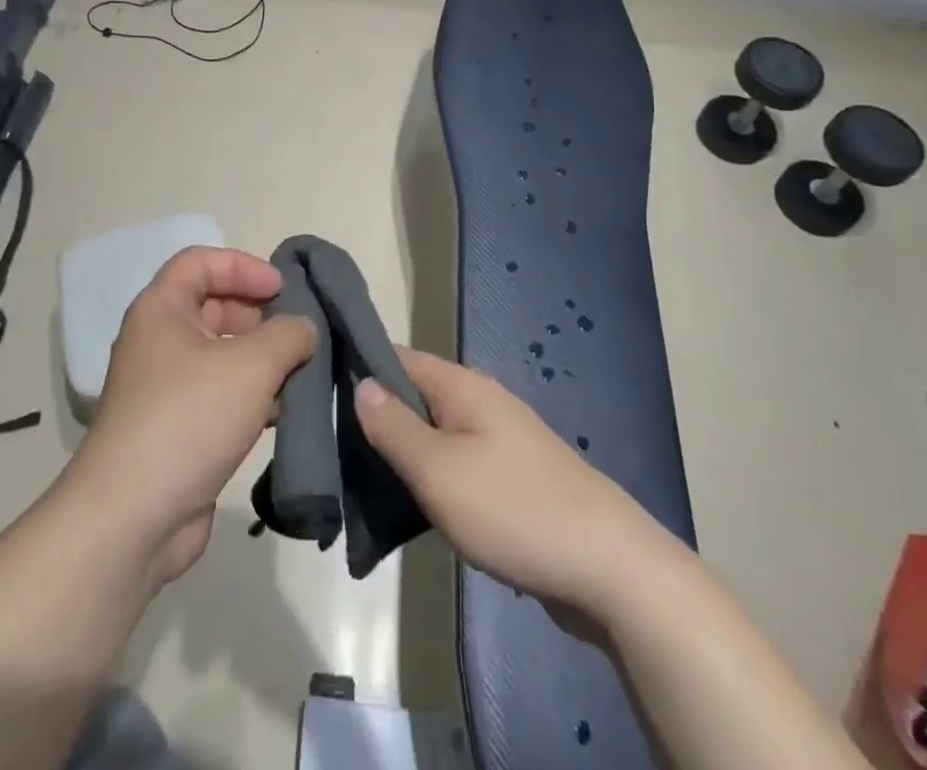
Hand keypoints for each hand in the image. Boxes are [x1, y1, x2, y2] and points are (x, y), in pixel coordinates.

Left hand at [68, 247, 316, 590]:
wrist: (132, 517)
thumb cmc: (189, 417)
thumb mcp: (251, 365)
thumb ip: (288, 335)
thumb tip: (304, 329)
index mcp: (162, 309)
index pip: (201, 261)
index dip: (244, 266)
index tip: (282, 289)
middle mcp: (158, 341)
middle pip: (214, 306)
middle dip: (259, 315)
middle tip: (298, 334)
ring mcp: (165, 387)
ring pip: (221, 354)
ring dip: (261, 359)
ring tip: (300, 374)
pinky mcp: (176, 428)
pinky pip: (219, 394)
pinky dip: (251, 396)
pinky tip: (282, 413)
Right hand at [355, 348, 658, 616]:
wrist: (610, 568)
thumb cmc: (514, 509)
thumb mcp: (439, 469)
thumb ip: (395, 426)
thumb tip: (361, 381)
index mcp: (463, 386)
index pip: (398, 357)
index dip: (358, 364)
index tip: (316, 384)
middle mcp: (481, 403)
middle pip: (415, 395)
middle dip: (375, 415)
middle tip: (329, 444)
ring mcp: (500, 441)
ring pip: (435, 433)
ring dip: (401, 451)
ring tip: (357, 477)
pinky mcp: (512, 479)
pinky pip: (456, 464)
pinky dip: (429, 476)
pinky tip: (408, 504)